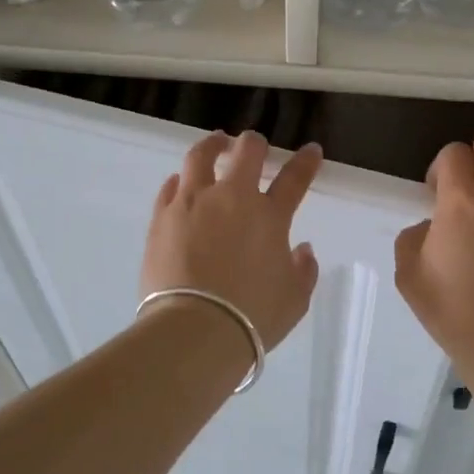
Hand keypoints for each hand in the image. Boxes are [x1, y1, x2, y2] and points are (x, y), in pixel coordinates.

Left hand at [141, 131, 322, 350]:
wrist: (195, 330)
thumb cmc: (253, 317)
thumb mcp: (294, 300)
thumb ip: (303, 270)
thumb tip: (301, 249)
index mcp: (269, 216)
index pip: (294, 178)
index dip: (305, 162)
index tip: (311, 150)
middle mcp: (231, 199)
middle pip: (246, 152)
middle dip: (254, 144)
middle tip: (255, 146)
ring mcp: (192, 203)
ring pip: (200, 156)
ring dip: (212, 146)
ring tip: (215, 145)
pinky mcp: (162, 217)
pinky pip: (171, 187)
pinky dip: (181, 180)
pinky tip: (181, 183)